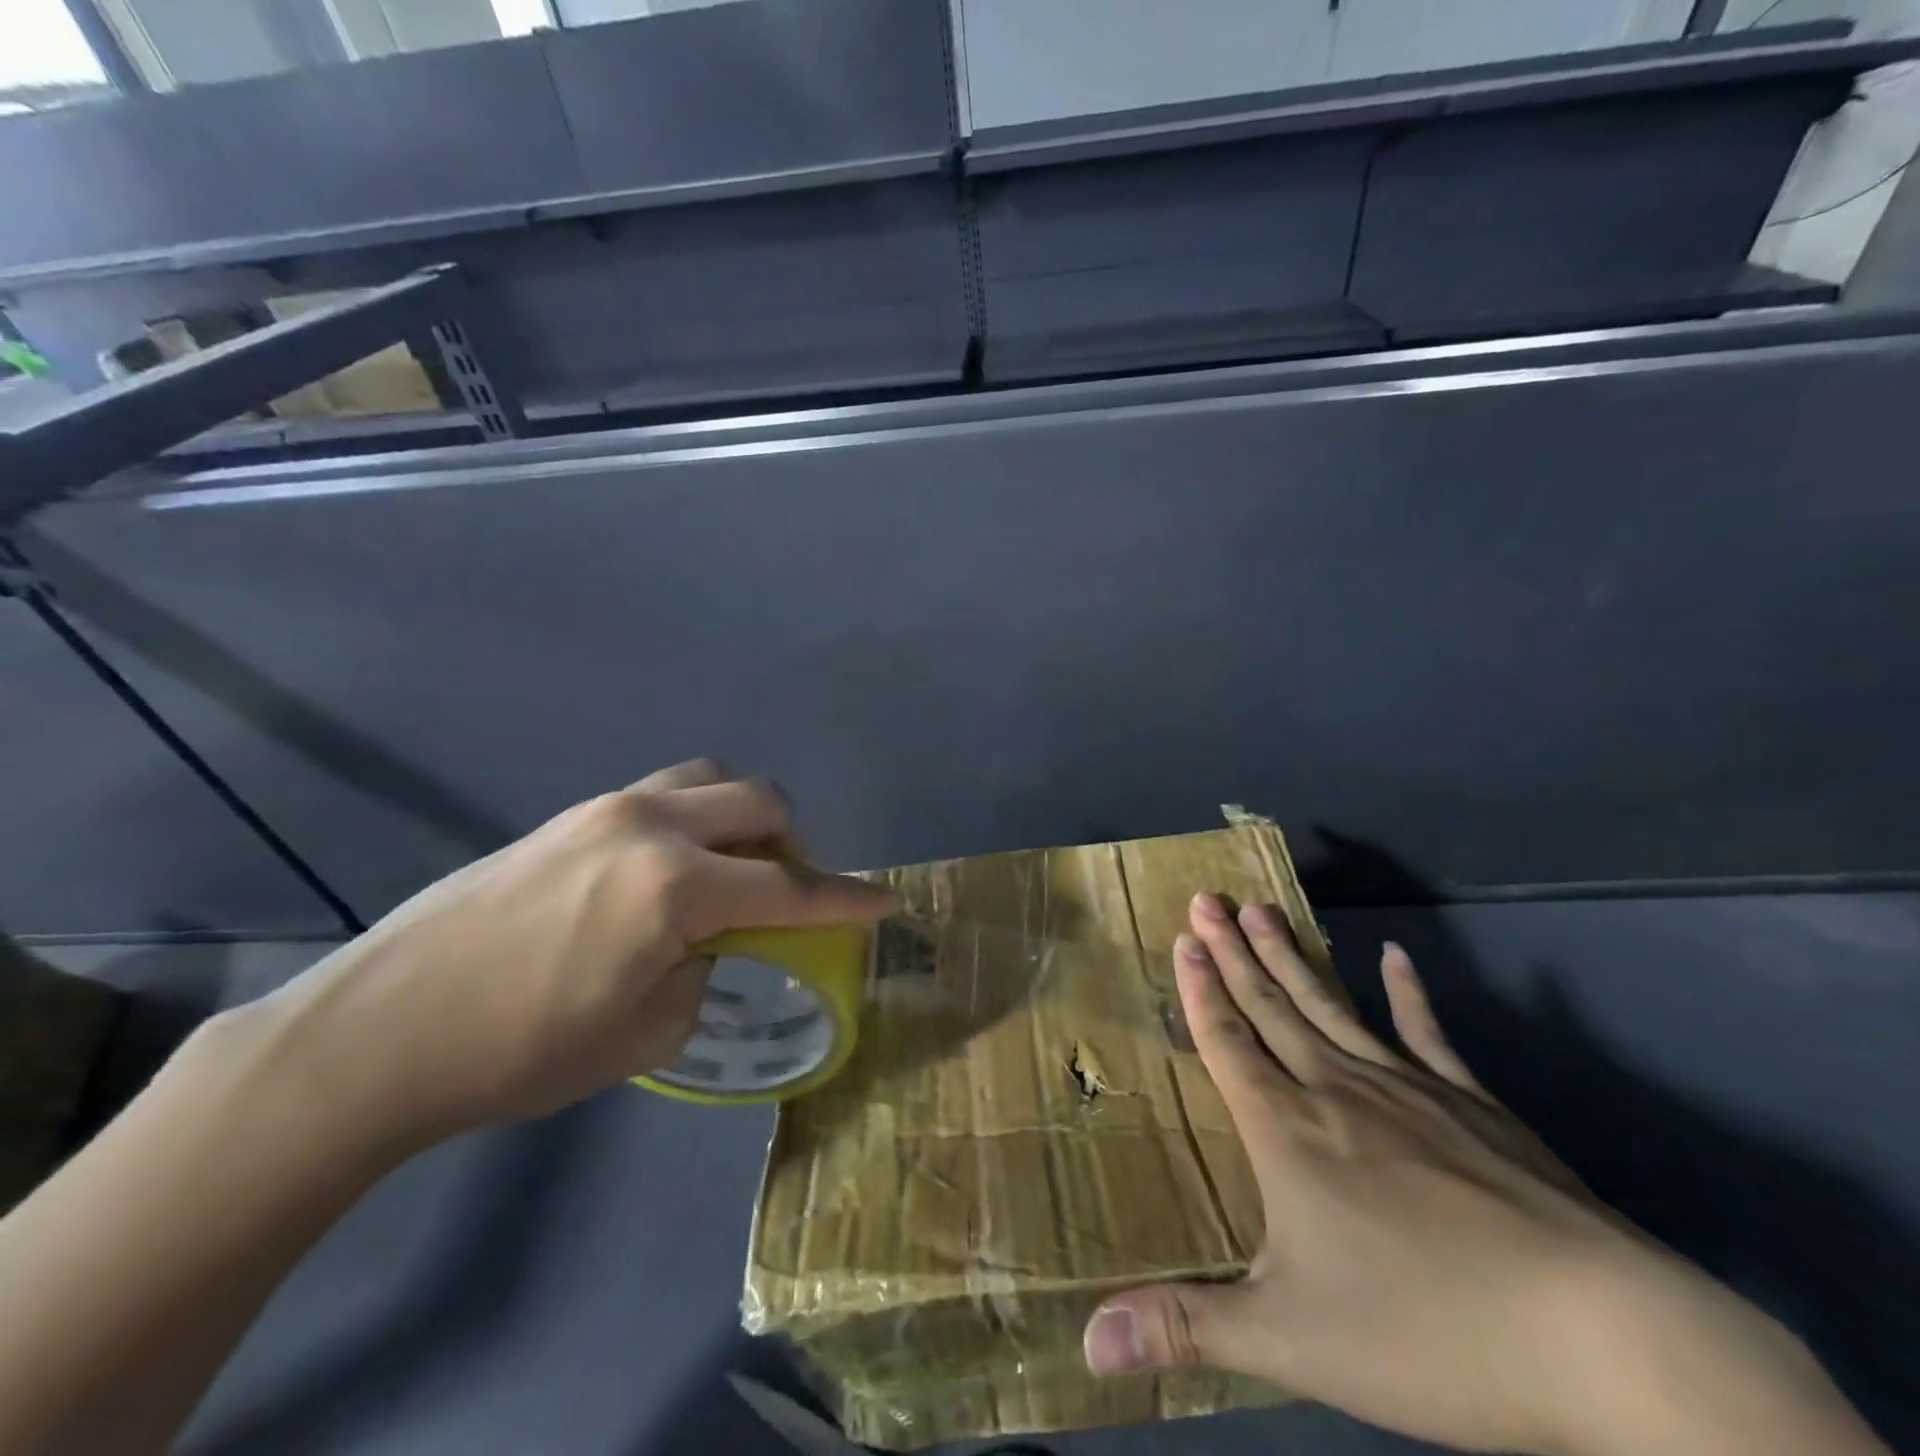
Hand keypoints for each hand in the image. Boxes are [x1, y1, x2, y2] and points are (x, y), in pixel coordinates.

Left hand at [245, 759, 896, 1142]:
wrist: (380, 1031)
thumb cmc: (521, 1051)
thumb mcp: (645, 1033)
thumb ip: (705, 971)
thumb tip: (713, 943)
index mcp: (676, 886)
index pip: (789, 886)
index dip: (845, 899)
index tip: (885, 901)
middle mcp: (650, 826)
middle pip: (760, 802)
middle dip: (795, 841)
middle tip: (790, 890)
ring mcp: (607, 809)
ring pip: (710, 779)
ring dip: (743, 816)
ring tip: (732, 867)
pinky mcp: (571, 814)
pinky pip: (663, 793)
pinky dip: (695, 818)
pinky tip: (670, 870)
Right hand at [1080, 895, 1878, 1455]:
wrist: (1601, 1339)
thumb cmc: (1428, 1333)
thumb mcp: (1289, 1341)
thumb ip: (1186, 1328)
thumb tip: (1085, 1341)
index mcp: (1288, 1133)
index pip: (1228, 1042)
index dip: (1200, 988)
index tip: (1184, 937)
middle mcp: (1337, 1091)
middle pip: (1270, 1006)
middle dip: (1233, 951)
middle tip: (1208, 899)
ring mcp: (1409, 1090)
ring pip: (1330, 1005)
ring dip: (1291, 956)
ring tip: (1263, 909)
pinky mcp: (1474, 1104)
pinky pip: (1428, 1033)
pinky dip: (1409, 992)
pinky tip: (1395, 957)